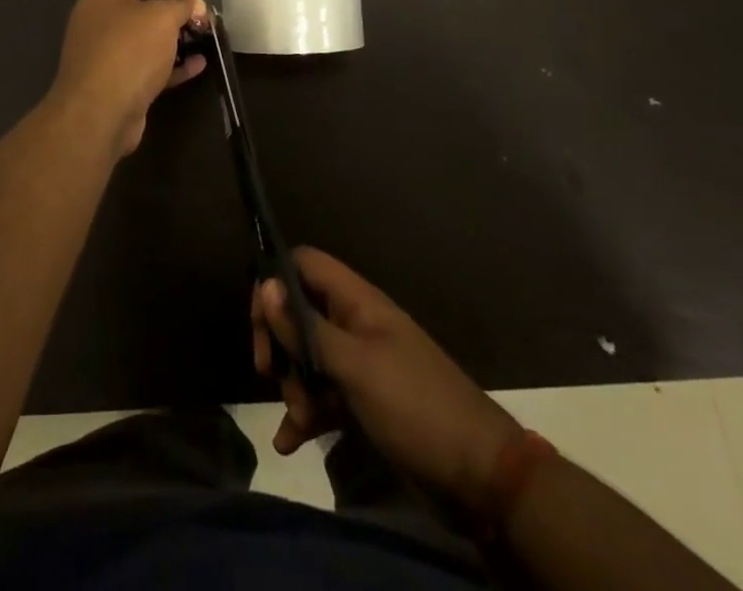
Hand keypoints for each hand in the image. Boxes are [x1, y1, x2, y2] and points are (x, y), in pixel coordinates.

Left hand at [46, 0, 208, 156]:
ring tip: (202, 36)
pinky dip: (170, 65)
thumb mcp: (161, 17)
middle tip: (195, 13)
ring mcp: (105, 53)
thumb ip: (178, 1)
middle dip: (168, 8)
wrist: (99, 112)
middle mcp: (98, 19)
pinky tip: (198, 65)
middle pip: (135, 6)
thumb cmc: (129, 49)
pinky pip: (146, 66)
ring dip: (172, 38)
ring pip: (142, 39)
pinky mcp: (115, 82)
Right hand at [253, 247, 522, 511]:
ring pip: (309, 357)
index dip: (275, 282)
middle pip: (300, 312)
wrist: (483, 477)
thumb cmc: (415, 407)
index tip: (259, 322)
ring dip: (294, 386)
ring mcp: (361, 363)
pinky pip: (325, 396)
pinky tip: (289, 442)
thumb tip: (265, 283)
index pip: (304, 264)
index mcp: (357, 301)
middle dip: (280, 343)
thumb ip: (307, 328)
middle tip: (269, 374)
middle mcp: (356, 324)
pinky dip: (306, 415)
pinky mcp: (366, 401)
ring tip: (298, 421)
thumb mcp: (355, 367)